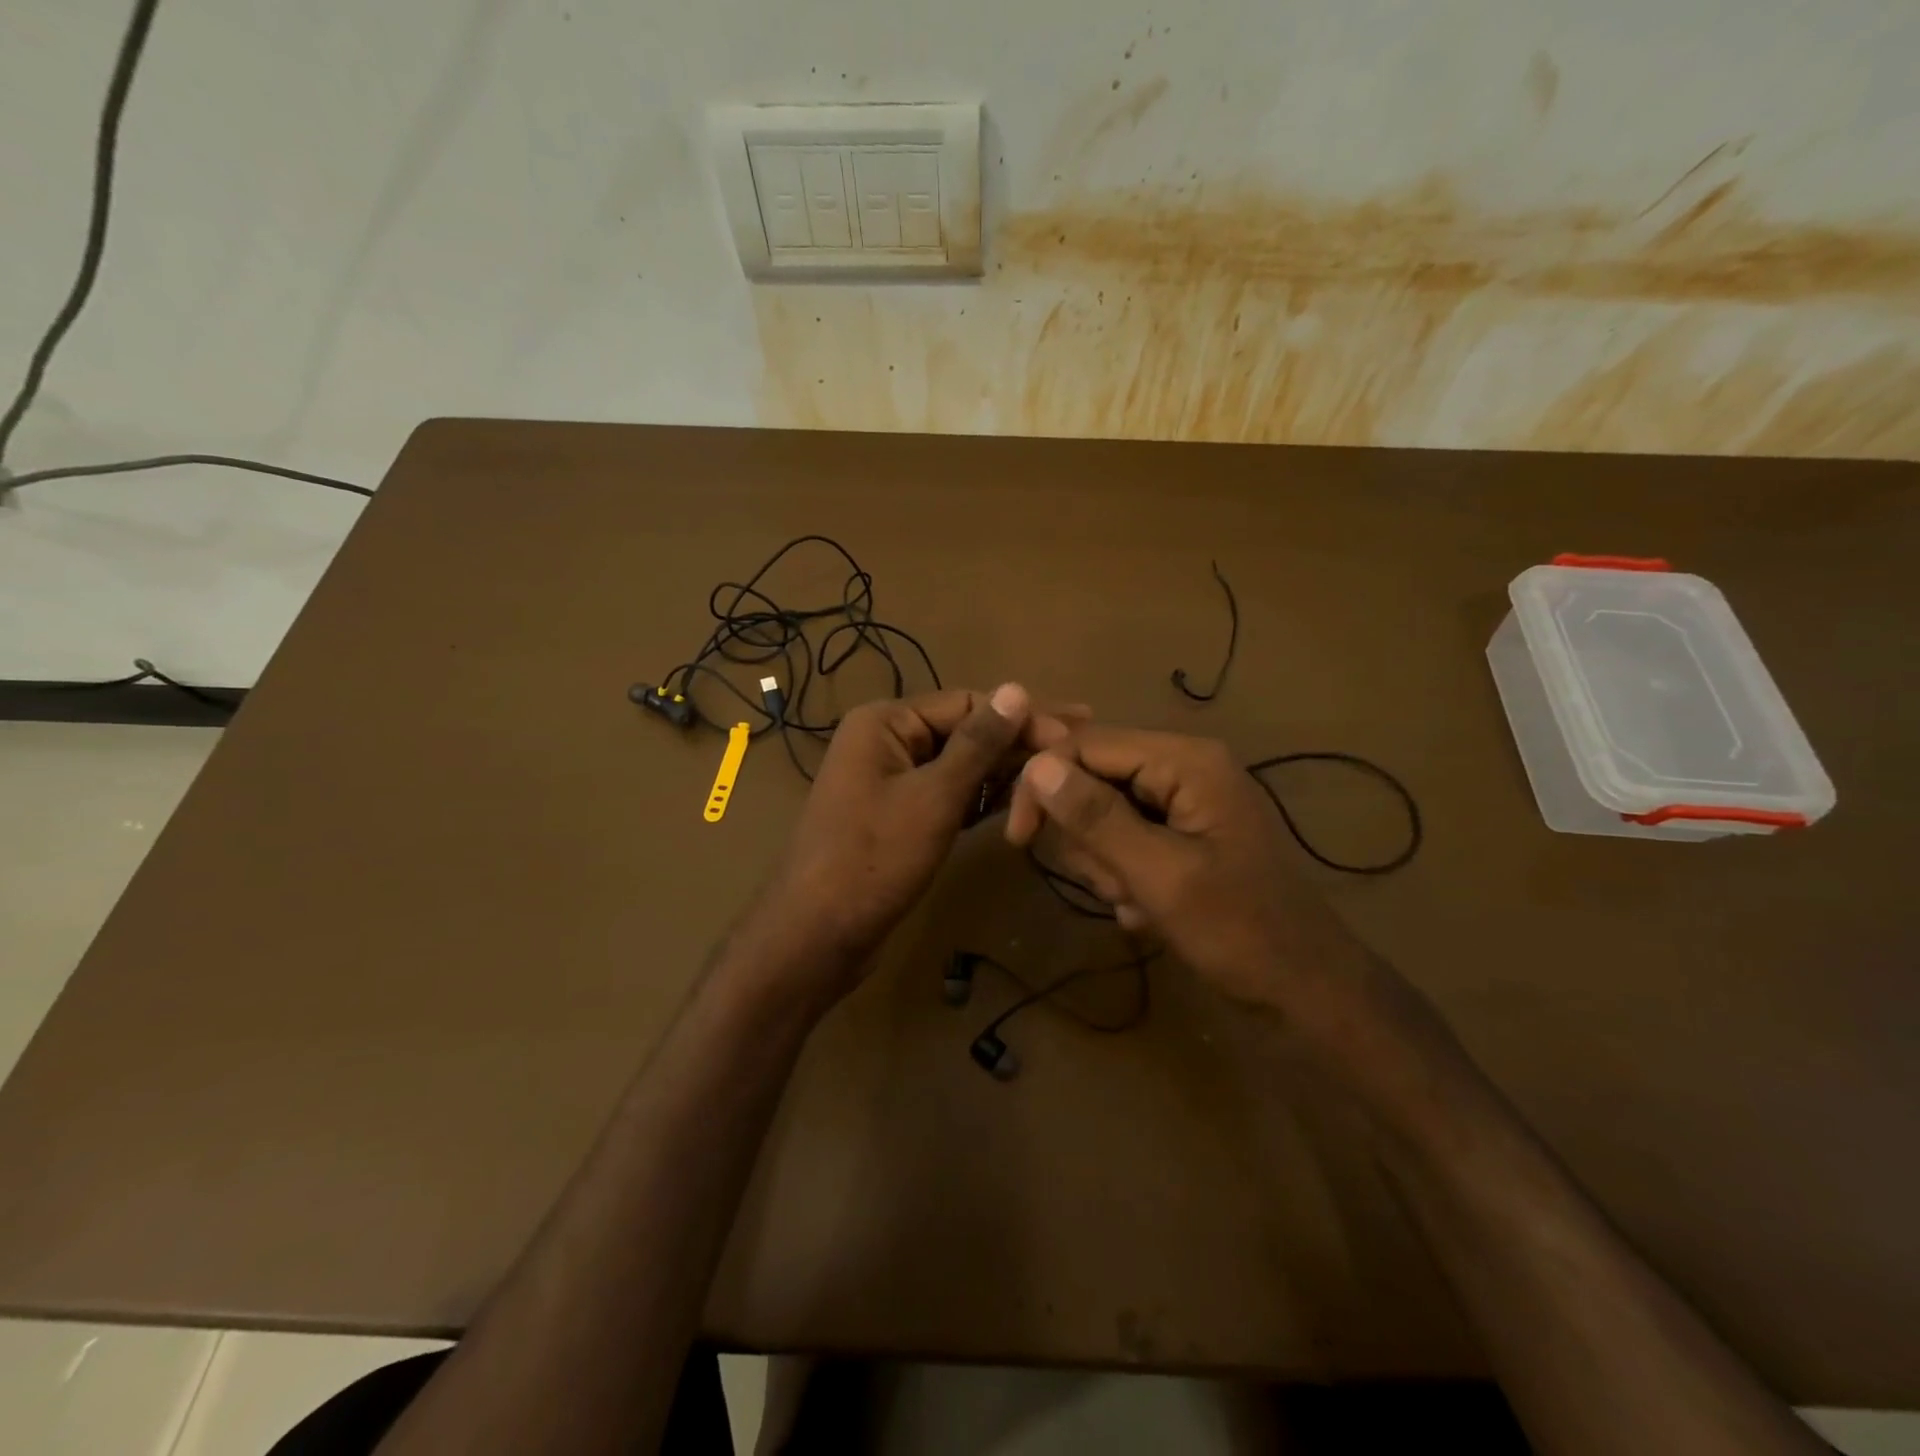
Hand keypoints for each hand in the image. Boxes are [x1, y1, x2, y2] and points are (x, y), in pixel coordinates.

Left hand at [754, 684, 1070, 992]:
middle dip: (1017, 741)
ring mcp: (891, 780)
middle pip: (964, 731)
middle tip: (1078, 745)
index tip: (1076, 730)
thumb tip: (1017, 688)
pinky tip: (1021, 801)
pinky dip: (981, 798)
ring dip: (1003, 770)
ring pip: (959, 765)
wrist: (817, 934)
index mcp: (885, 722)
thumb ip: (978, 744)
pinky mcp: (899, 815)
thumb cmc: (874, 858)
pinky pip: (948, 794)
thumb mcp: (933, 797)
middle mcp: (886, 741)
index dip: (1021, 716)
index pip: (967, 703)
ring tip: (1058, 774)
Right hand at [1007, 727, 1374, 1019]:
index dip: (1044, 782)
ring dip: (1105, 864)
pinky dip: (1123, 876)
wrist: (1303, 992)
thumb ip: (1097, 818)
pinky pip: (1124, 839)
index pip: (1087, 744)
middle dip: (1087, 837)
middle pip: (1092, 777)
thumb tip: (1036, 766)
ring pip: (1102, 814)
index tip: (1018, 837)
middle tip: (1112, 884)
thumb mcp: (1160, 875)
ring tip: (1137, 902)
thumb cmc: (1238, 932)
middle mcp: (1184, 768)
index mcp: (1186, 760)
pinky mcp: (1180, 834)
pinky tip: (1146, 911)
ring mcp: (1183, 802)